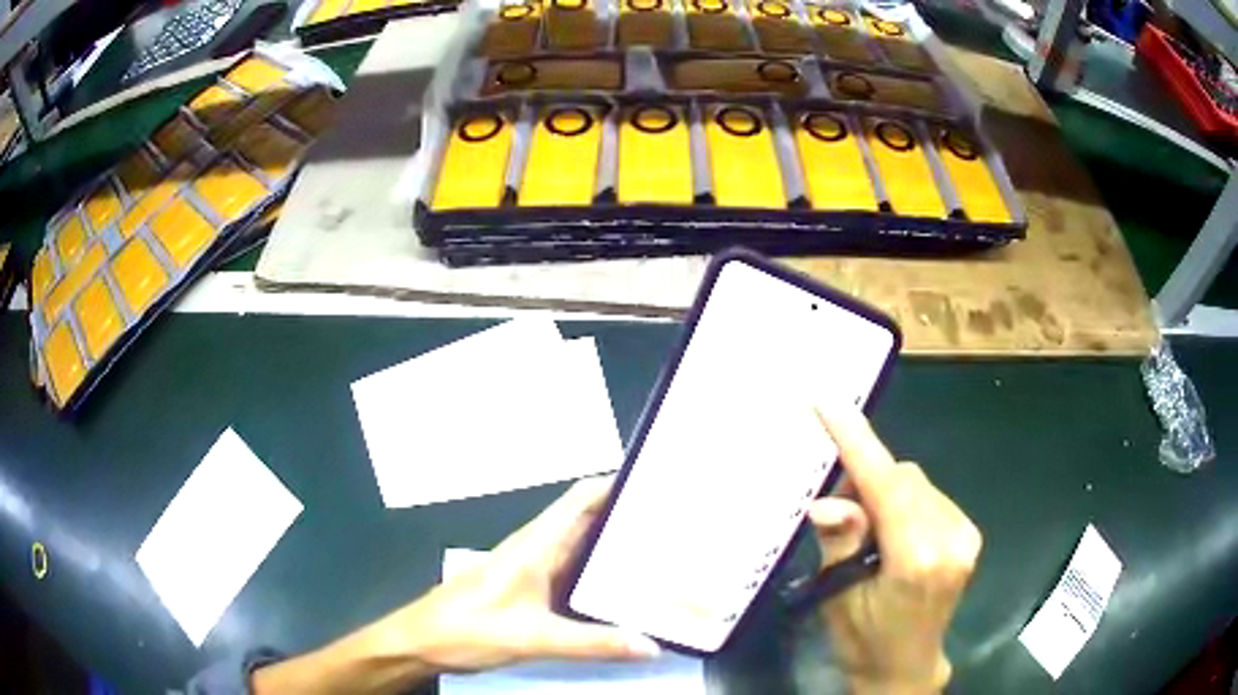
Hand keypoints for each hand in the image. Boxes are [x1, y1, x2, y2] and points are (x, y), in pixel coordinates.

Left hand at [253, 477, 657, 694]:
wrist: (422, 642)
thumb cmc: (469, 628)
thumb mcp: (533, 638)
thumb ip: (593, 643)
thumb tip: (652, 646)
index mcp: (537, 543)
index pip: (583, 497)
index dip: (619, 482)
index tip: (662, 482)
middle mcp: (539, 548)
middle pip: (591, 520)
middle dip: (631, 517)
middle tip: (679, 524)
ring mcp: (535, 570)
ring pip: (584, 548)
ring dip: (618, 548)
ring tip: (666, 555)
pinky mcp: (531, 590)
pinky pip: (576, 574)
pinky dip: (603, 576)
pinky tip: (627, 593)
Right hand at [808, 409, 981, 694]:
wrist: (905, 667)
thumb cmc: (864, 641)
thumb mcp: (838, 598)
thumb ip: (841, 542)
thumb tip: (825, 502)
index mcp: (915, 559)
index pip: (885, 486)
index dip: (857, 443)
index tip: (830, 404)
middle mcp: (950, 539)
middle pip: (903, 477)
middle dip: (867, 479)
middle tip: (838, 508)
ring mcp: (965, 535)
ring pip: (917, 483)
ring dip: (886, 491)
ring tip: (868, 531)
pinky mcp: (970, 534)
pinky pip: (930, 496)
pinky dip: (905, 501)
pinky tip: (894, 533)